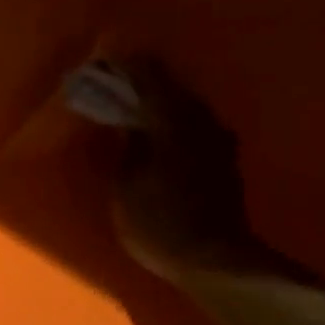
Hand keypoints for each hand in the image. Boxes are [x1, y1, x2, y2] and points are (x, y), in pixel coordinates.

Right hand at [110, 57, 257, 281]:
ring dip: (158, 104)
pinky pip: (194, 126)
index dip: (120, 65)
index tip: (99, 64)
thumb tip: (129, 122)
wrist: (213, 260)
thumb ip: (128, 145)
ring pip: (184, 105)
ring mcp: (218, 138)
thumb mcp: (126, 185)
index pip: (145, 73)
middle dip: (139, 83)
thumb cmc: (159, 223)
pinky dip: (173, 124)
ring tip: (132, 114)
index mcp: (172, 118)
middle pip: (169, 84)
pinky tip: (158, 138)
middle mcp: (201, 118)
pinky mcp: (225, 159)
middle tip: (112, 89)